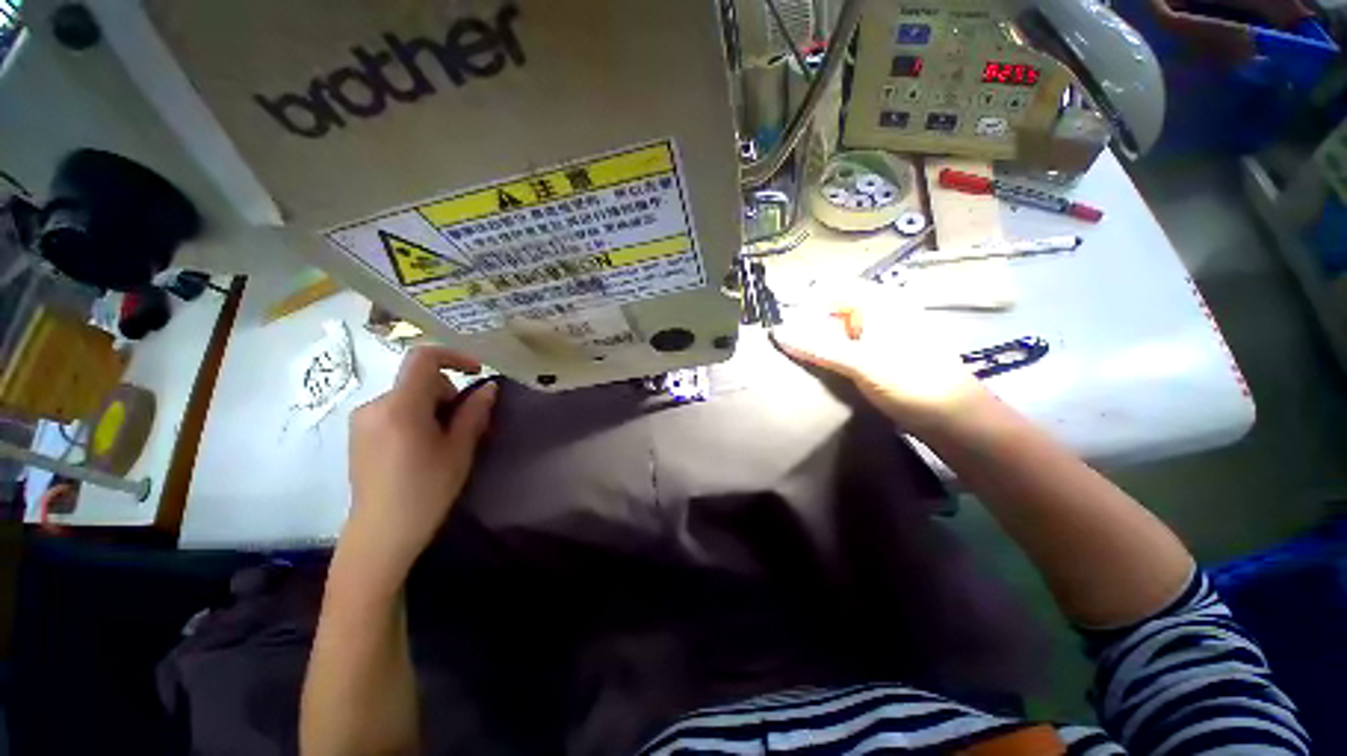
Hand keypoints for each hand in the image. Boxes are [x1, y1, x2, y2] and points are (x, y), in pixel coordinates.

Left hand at [344, 346, 497, 580]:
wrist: (381, 534)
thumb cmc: (426, 491)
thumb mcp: (459, 450)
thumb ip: (474, 412)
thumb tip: (489, 387)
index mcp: (400, 407)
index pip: (423, 359)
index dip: (454, 356)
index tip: (477, 372)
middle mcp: (374, 405)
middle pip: (418, 380)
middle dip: (447, 394)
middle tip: (463, 425)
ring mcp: (362, 420)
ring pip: (408, 396)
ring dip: (432, 407)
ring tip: (443, 441)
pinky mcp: (358, 434)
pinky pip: (394, 410)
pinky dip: (415, 417)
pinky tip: (421, 448)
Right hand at [771, 280, 987, 430]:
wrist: (952, 417)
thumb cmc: (910, 381)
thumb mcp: (860, 362)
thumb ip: (817, 346)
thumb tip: (777, 333)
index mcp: (879, 302)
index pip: (830, 288)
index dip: (804, 303)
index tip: (784, 327)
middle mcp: (879, 311)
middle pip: (832, 308)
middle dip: (808, 324)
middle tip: (789, 347)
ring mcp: (880, 333)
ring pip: (838, 328)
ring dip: (818, 341)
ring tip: (799, 358)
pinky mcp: (880, 353)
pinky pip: (846, 345)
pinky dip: (830, 353)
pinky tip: (820, 368)